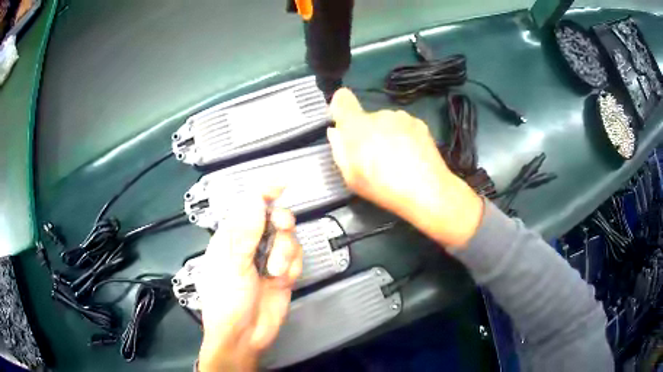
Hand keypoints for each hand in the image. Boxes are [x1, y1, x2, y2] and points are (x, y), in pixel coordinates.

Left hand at [197, 188, 301, 370]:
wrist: (245, 336)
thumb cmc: (227, 301)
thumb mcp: (232, 265)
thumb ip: (245, 232)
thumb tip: (254, 199)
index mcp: (231, 238)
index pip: (248, 206)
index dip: (264, 192)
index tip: (281, 184)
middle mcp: (251, 245)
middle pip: (274, 218)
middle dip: (281, 224)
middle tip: (281, 229)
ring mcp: (268, 259)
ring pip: (288, 238)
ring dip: (285, 252)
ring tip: (275, 272)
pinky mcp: (284, 273)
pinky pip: (296, 258)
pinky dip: (292, 267)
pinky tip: (283, 279)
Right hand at [327, 88, 483, 248]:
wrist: (427, 190)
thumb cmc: (383, 187)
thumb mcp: (351, 177)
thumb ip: (339, 150)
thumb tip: (336, 132)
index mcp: (357, 125)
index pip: (342, 99)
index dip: (340, 106)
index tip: (343, 122)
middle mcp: (379, 114)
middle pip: (366, 117)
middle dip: (366, 132)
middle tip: (374, 157)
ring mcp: (402, 117)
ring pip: (386, 122)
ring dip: (386, 134)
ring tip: (396, 159)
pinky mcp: (419, 123)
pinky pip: (403, 126)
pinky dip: (403, 136)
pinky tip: (410, 156)